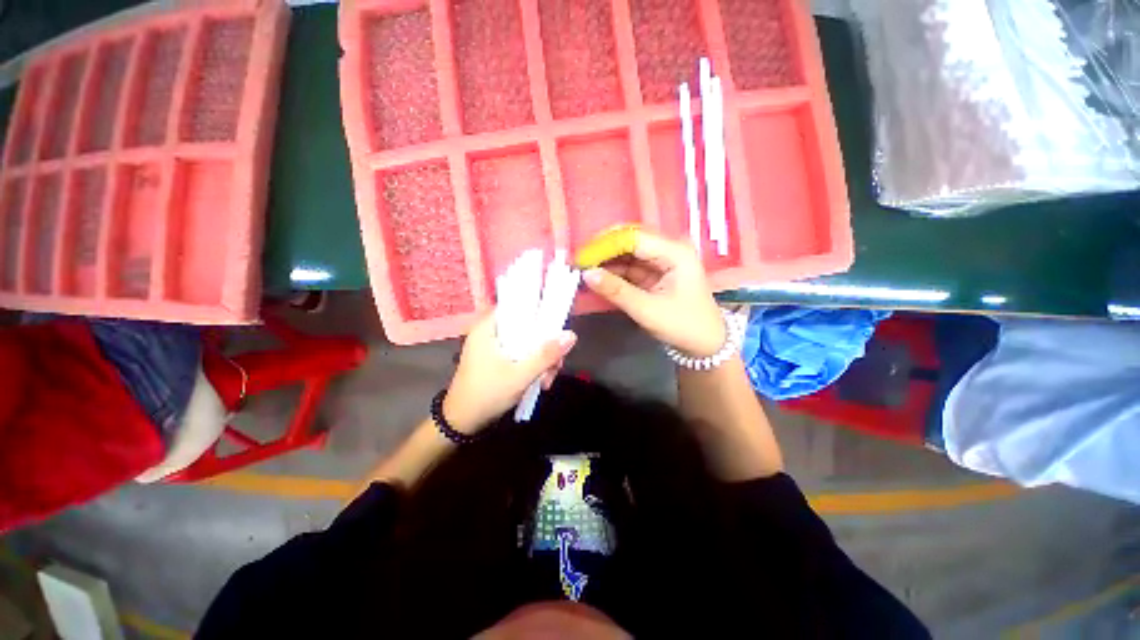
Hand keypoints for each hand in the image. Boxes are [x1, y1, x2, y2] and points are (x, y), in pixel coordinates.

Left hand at [443, 313, 576, 432]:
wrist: (462, 423)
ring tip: (547, 381)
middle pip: (526, 328)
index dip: (539, 312)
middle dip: (544, 346)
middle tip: (555, 366)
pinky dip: (531, 365)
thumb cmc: (487, 394)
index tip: (556, 328)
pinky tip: (540, 382)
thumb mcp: (520, 376)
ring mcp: (492, 348)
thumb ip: (546, 355)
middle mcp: (490, 333)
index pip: (517, 306)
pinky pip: (520, 354)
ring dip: (540, 360)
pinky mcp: (496, 360)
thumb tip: (571, 335)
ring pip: (525, 343)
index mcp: (488, 328)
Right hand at [583, 231, 724, 357]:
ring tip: (582, 269)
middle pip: (630, 239)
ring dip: (605, 260)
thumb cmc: (683, 326)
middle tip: (578, 261)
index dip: (605, 244)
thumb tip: (586, 274)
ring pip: (627, 252)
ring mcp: (661, 260)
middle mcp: (668, 249)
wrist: (705, 344)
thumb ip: (616, 291)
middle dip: (603, 249)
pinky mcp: (654, 272)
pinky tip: (596, 276)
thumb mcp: (648, 310)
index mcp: (675, 252)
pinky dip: (612, 271)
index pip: (634, 237)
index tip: (581, 256)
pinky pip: (629, 266)